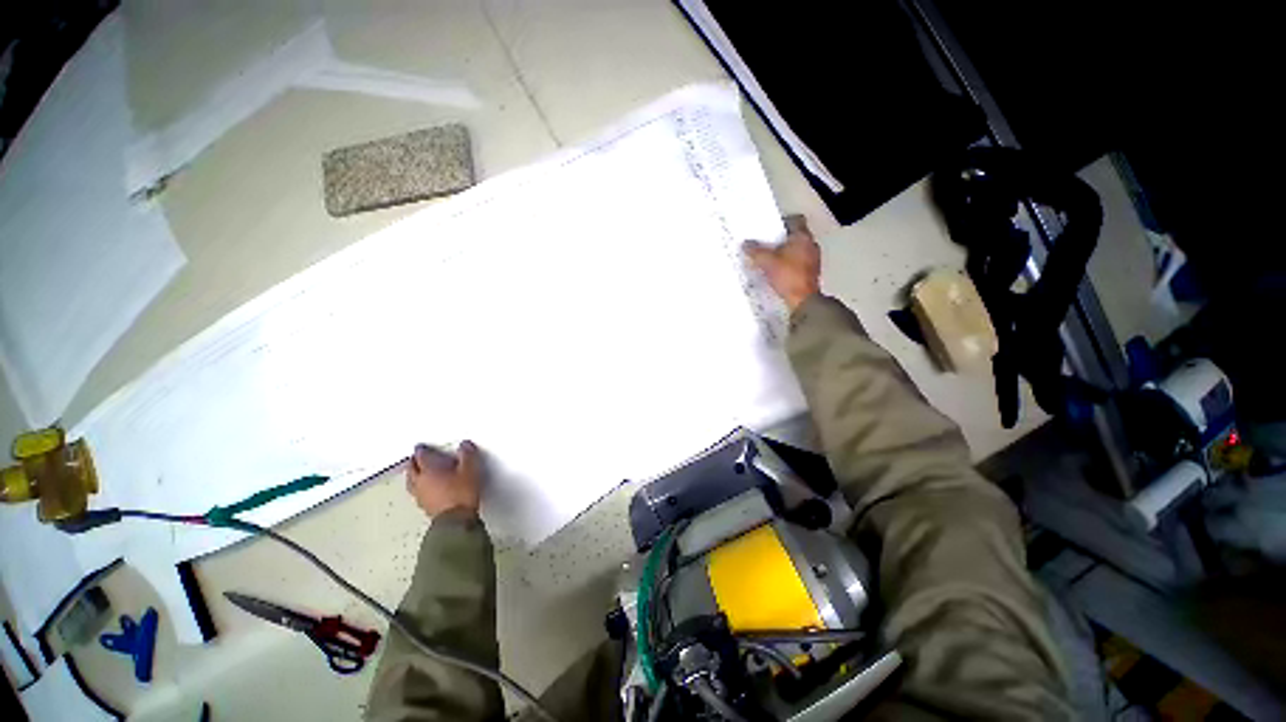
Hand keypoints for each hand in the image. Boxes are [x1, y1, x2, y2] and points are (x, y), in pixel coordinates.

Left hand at [406, 441, 482, 517]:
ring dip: (413, 476)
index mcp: (429, 470)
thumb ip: (467, 455)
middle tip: (416, 458)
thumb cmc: (461, 494)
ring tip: (417, 473)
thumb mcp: (470, 469)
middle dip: (413, 462)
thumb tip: (465, 446)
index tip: (421, 447)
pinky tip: (426, 490)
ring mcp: (421, 496)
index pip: (420, 456)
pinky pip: (417, 493)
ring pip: (411, 482)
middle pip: (412, 469)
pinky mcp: (425, 507)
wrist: (456, 520)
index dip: (421, 450)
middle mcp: (421, 482)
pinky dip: (419, 488)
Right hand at [743, 215, 821, 311]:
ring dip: (786, 252)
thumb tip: (746, 244)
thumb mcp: (767, 262)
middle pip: (796, 235)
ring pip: (798, 249)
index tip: (771, 228)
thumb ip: (755, 251)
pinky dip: (790, 264)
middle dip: (782, 239)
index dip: (783, 222)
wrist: (802, 299)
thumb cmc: (787, 275)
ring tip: (771, 259)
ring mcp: (814, 259)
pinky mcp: (812, 272)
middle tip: (767, 244)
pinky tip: (778, 271)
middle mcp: (811, 245)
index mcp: (802, 237)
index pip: (796, 220)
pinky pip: (799, 262)